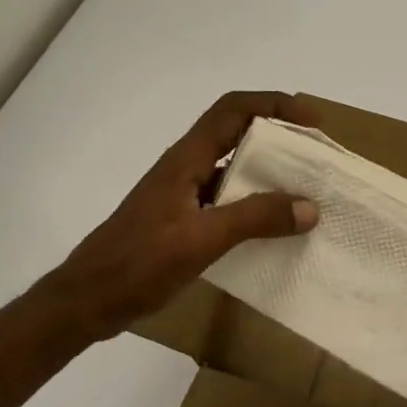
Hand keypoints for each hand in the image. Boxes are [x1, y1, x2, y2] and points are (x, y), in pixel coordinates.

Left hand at [43, 92, 319, 340]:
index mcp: (186, 160)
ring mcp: (183, 198)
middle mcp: (186, 170)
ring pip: (234, 174)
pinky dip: (254, 211)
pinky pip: (228, 205)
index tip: (313, 123)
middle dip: (280, 141)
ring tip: (307, 198)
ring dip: (269, 179)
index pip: (233, 110)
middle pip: (237, 137)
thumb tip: (309, 207)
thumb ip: (254, 219)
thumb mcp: (201, 239)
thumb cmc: (138, 263)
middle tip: (318, 162)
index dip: (274, 105)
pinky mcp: (183, 224)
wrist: (89, 300)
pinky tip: (275, 233)